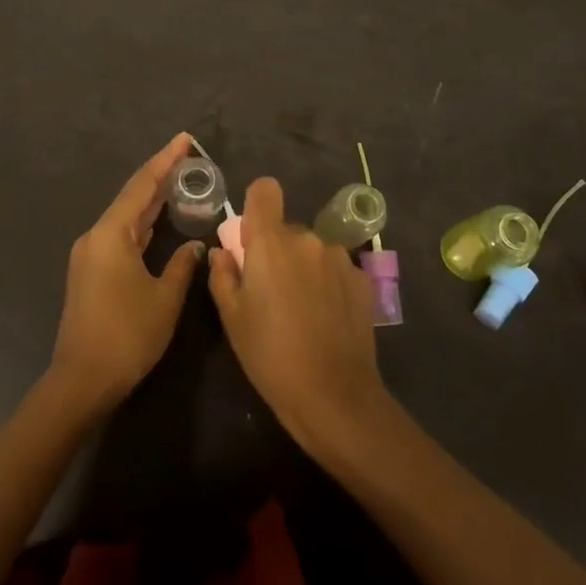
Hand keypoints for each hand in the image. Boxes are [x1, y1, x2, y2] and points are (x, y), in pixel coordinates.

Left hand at [49, 133, 204, 409]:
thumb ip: (182, 265)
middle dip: (159, 176)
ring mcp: (89, 254)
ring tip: (178, 181)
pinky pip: (119, 234)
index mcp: (111, 234)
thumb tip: (195, 245)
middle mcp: (96, 236)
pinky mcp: (90, 271)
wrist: (82, 379)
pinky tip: (156, 221)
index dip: (165, 161)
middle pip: (131, 197)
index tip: (185, 139)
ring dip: (150, 200)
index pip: (142, 186)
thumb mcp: (164, 299)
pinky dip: (140, 223)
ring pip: (124, 216)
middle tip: (188, 157)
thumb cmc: (127, 336)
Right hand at [208, 176, 390, 459]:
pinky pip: (335, 268)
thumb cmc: (270, 354)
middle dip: (277, 249)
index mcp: (271, 242)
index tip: (251, 236)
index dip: (256, 205)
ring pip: (313, 249)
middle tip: (271, 291)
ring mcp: (339, 258)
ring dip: (304, 266)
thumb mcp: (232, 318)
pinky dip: (327, 283)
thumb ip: (223, 275)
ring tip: (301, 309)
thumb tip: (223, 252)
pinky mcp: (362, 279)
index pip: (265, 190)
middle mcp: (308, 239)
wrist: (333, 394)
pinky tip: (326, 318)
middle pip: (287, 228)